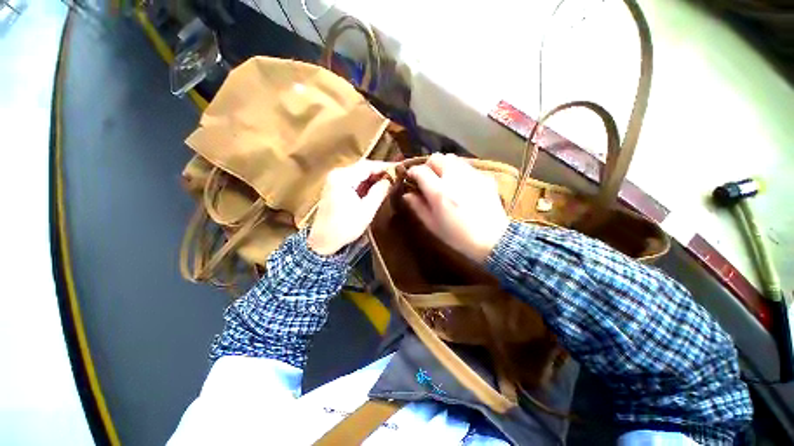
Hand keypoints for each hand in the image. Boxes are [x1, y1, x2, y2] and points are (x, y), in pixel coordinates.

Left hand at [308, 160, 392, 255]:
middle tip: (396, 177)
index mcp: (343, 177)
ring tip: (389, 182)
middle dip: (379, 172)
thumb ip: (379, 192)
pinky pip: (353, 180)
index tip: (399, 169)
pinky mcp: (335, 187)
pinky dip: (365, 183)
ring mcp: (334, 180)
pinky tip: (375, 188)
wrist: (323, 240)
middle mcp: (337, 174)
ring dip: (373, 178)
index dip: (385, 167)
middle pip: (363, 168)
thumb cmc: (345, 227)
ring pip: (359, 173)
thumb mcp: (367, 210)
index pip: (368, 166)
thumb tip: (390, 180)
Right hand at [403, 154, 508, 262]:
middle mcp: (455, 178)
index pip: (421, 171)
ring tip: (445, 179)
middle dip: (429, 165)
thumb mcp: (433, 226)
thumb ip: (418, 207)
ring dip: (444, 166)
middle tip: (428, 178)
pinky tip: (461, 185)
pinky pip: (467, 166)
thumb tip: (407, 194)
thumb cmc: (458, 237)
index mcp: (440, 193)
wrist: (493, 240)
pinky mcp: (484, 177)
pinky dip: (459, 171)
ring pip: (453, 158)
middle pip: (437, 157)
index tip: (411, 178)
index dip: (412, 172)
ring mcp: (472, 176)